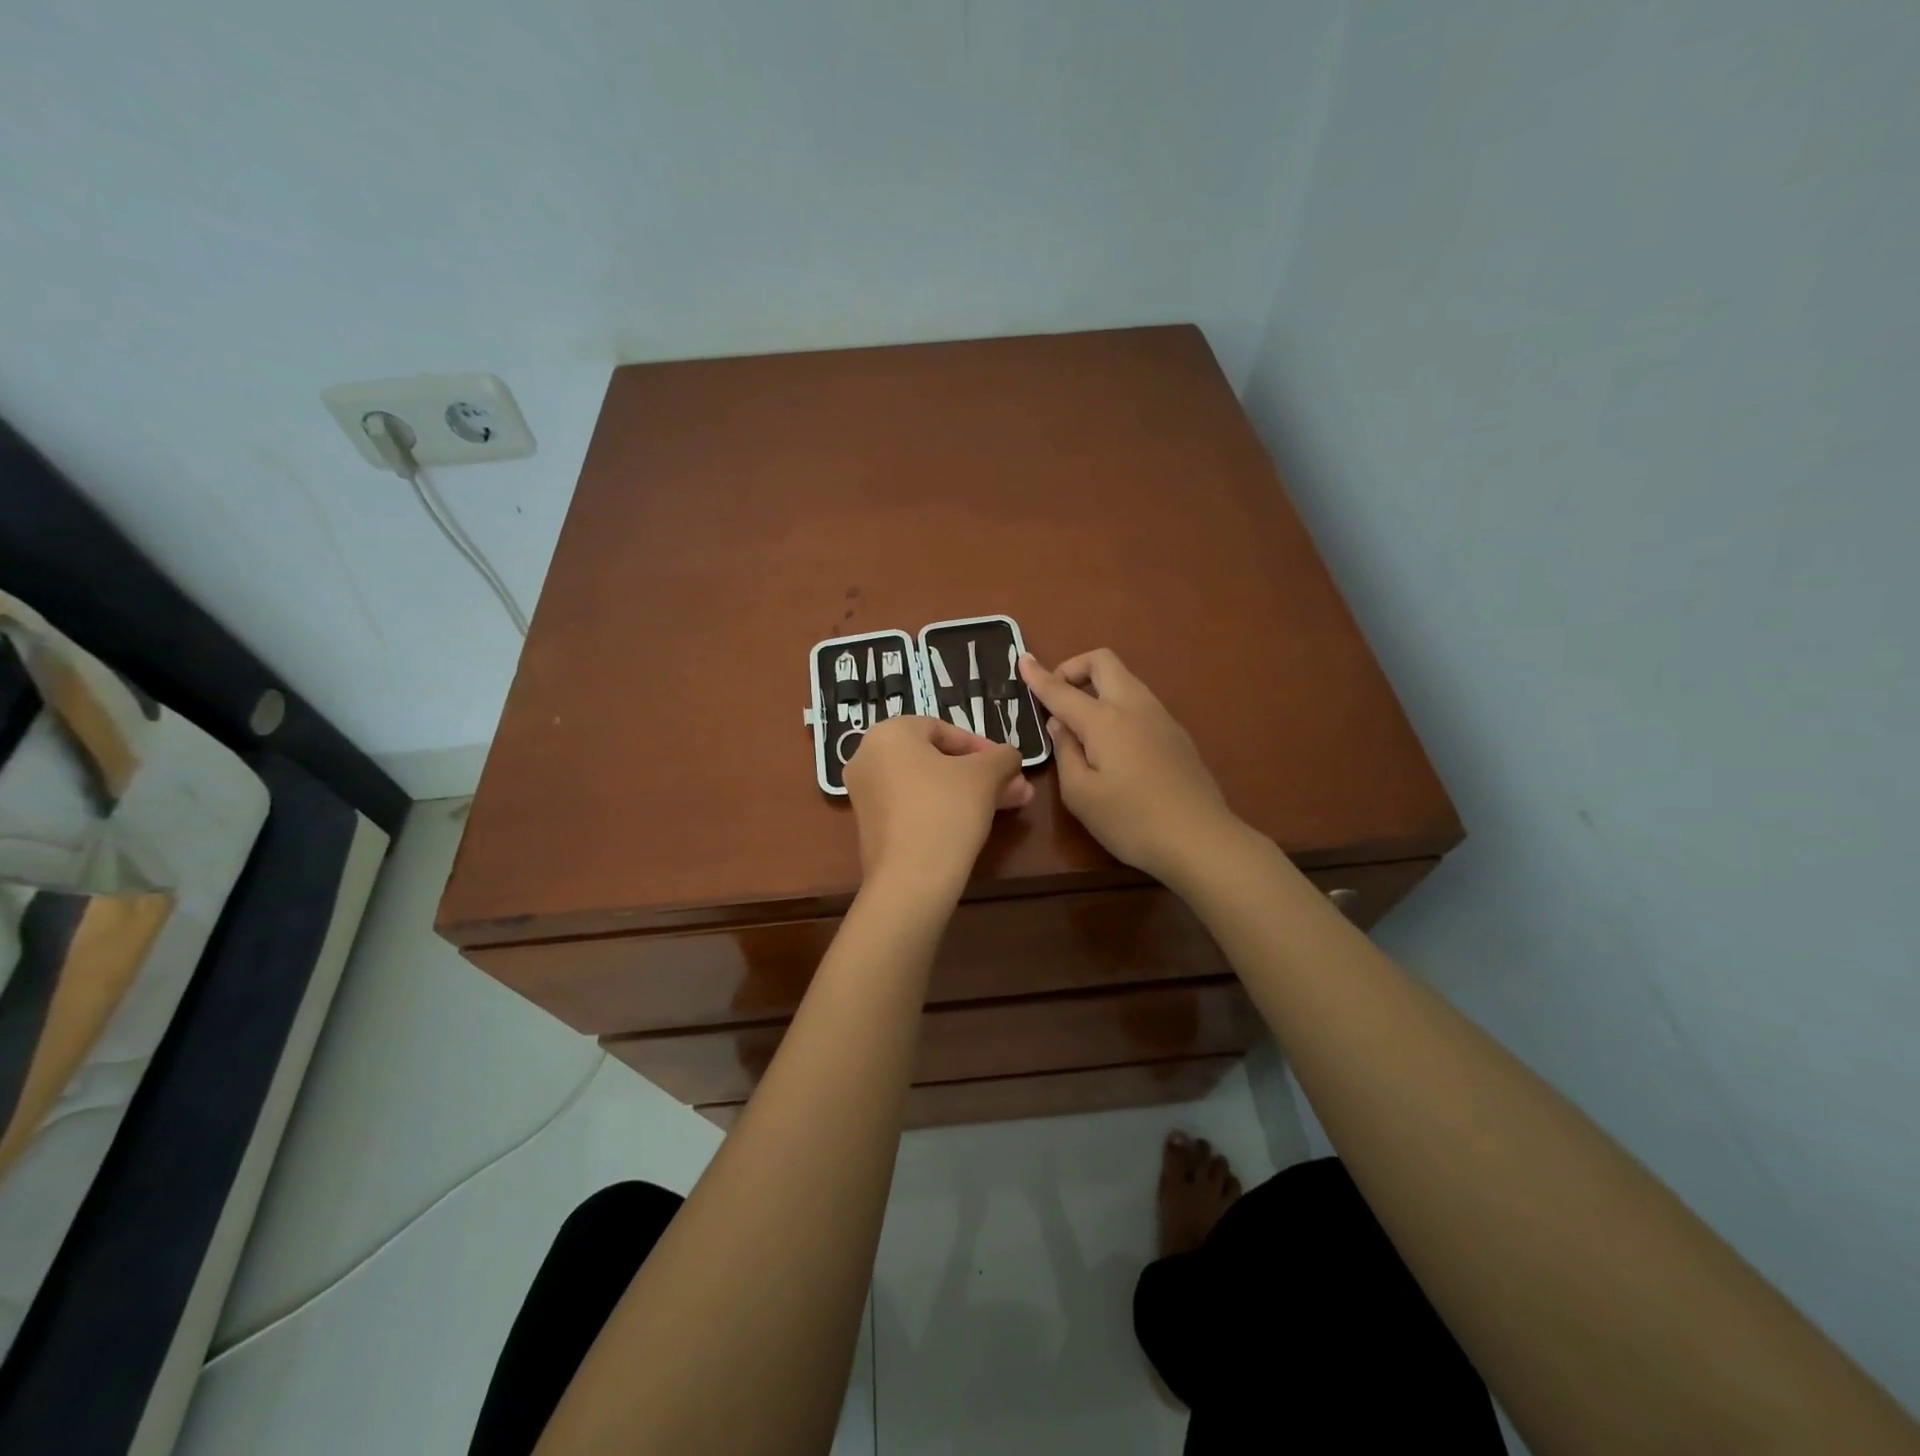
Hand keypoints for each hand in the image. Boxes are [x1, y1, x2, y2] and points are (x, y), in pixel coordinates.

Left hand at [843, 715, 1032, 897]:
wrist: (911, 879)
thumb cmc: (946, 810)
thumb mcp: (986, 775)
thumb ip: (1002, 757)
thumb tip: (1010, 757)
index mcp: (889, 734)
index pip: (942, 729)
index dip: (981, 746)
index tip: (1007, 766)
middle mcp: (868, 758)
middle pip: (936, 759)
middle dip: (981, 774)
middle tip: (1014, 788)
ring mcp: (866, 795)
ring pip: (928, 785)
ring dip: (970, 793)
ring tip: (1008, 807)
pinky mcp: (871, 827)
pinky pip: (913, 807)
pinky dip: (943, 810)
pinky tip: (975, 825)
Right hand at [1019, 649, 1238, 882]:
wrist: (1200, 839)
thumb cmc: (1131, 821)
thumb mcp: (1080, 794)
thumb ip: (1065, 752)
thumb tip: (1060, 725)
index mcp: (1105, 720)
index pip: (1062, 690)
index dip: (1039, 676)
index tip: (1023, 661)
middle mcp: (1134, 706)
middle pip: (1103, 662)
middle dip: (1074, 668)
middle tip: (1057, 697)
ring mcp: (1160, 717)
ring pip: (1125, 680)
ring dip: (1098, 686)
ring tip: (1081, 723)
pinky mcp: (1176, 733)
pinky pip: (1139, 702)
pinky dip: (1117, 705)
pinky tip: (1112, 742)